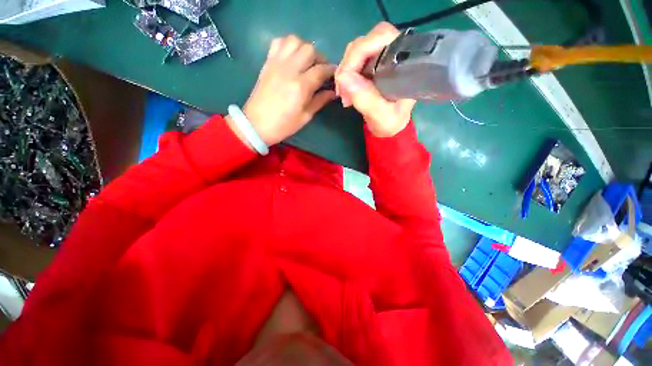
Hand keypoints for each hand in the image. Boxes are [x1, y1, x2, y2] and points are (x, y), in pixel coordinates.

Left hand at [238, 35, 336, 145]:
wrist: (257, 124)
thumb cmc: (283, 125)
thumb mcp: (305, 117)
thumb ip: (320, 101)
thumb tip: (332, 92)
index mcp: (300, 86)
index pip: (321, 70)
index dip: (331, 71)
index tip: (335, 75)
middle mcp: (289, 70)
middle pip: (310, 50)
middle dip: (320, 58)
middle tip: (322, 70)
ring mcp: (277, 63)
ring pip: (295, 41)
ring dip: (305, 48)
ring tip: (308, 62)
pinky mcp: (268, 62)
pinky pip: (279, 42)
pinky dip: (289, 45)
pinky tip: (293, 56)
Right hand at [335, 22, 415, 137]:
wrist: (390, 127)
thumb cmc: (391, 122)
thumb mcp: (381, 116)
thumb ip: (366, 99)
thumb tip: (343, 78)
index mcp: (405, 62)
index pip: (381, 37)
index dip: (359, 53)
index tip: (345, 79)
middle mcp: (395, 53)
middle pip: (365, 42)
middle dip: (349, 65)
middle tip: (342, 92)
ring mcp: (382, 57)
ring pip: (356, 50)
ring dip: (345, 71)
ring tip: (344, 94)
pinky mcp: (373, 63)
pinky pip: (353, 61)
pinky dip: (345, 74)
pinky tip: (345, 90)